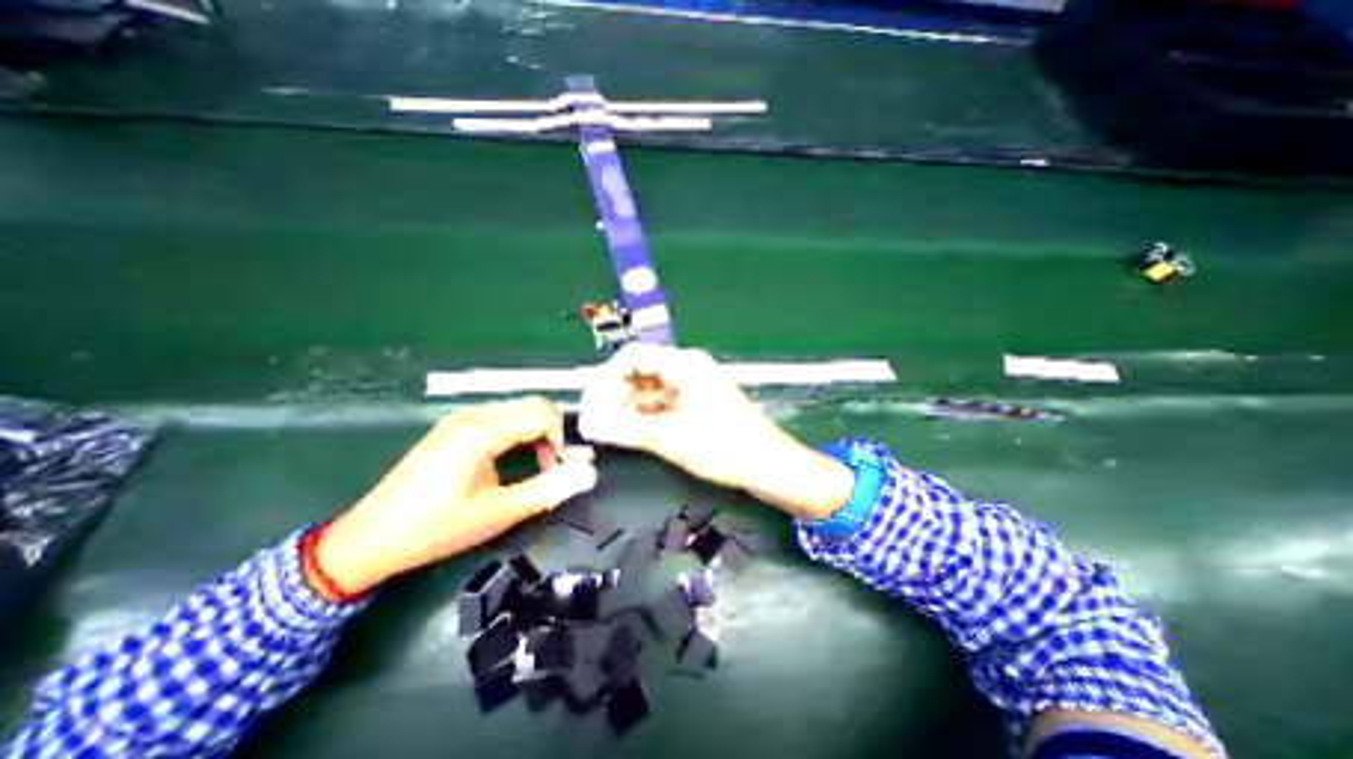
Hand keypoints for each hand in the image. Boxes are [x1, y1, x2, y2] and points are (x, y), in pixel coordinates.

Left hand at [315, 398, 596, 597]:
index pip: (542, 415)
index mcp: (481, 431)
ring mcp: (460, 419)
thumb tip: (587, 474)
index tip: (569, 465)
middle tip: (557, 465)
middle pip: (532, 406)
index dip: (564, 437)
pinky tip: (516, 457)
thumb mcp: (498, 512)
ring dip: (537, 431)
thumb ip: (548, 489)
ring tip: (540, 464)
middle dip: (554, 432)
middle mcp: (472, 416)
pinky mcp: (454, 428)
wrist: (369, 540)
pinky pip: (501, 417)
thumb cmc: (436, 528)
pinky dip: (519, 432)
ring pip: (518, 410)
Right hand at [576, 343, 848, 521]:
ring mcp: (693, 387)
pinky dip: (645, 416)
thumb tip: (590, 425)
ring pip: (650, 390)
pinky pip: (662, 404)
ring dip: (627, 408)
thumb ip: (626, 429)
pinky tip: (630, 433)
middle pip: (639, 372)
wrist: (770, 465)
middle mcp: (687, 369)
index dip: (605, 378)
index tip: (589, 403)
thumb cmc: (726, 446)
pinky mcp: (697, 404)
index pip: (632, 357)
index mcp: (684, 364)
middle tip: (595, 421)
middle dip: (614, 395)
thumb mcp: (671, 437)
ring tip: (608, 431)